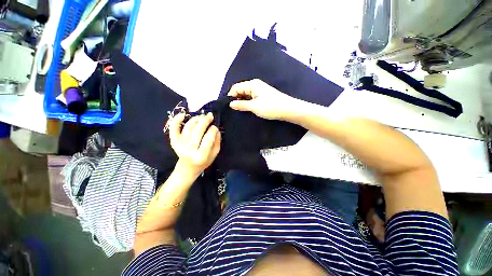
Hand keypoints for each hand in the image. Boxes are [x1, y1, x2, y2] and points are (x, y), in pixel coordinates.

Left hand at [168, 113, 220, 176]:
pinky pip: (173, 130)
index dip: (212, 130)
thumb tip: (216, 129)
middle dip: (205, 121)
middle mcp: (189, 150)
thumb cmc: (203, 162)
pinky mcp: (174, 142)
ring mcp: (180, 145)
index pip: (208, 139)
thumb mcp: (214, 154)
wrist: (187, 168)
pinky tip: (182, 114)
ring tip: (202, 116)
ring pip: (188, 128)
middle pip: (197, 131)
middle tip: (210, 115)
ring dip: (195, 119)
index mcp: (201, 155)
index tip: (215, 127)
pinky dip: (176, 121)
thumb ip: (217, 142)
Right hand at [228, 79, 300, 119]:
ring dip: (242, 101)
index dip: (231, 96)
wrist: (288, 110)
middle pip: (241, 89)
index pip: (236, 87)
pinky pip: (251, 97)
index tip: (229, 107)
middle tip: (234, 109)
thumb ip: (241, 105)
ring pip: (246, 94)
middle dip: (236, 98)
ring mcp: (260, 90)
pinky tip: (247, 108)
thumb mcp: (254, 106)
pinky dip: (248, 102)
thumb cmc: (271, 107)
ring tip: (240, 110)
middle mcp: (255, 84)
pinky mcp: (263, 95)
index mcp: (252, 84)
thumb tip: (231, 104)